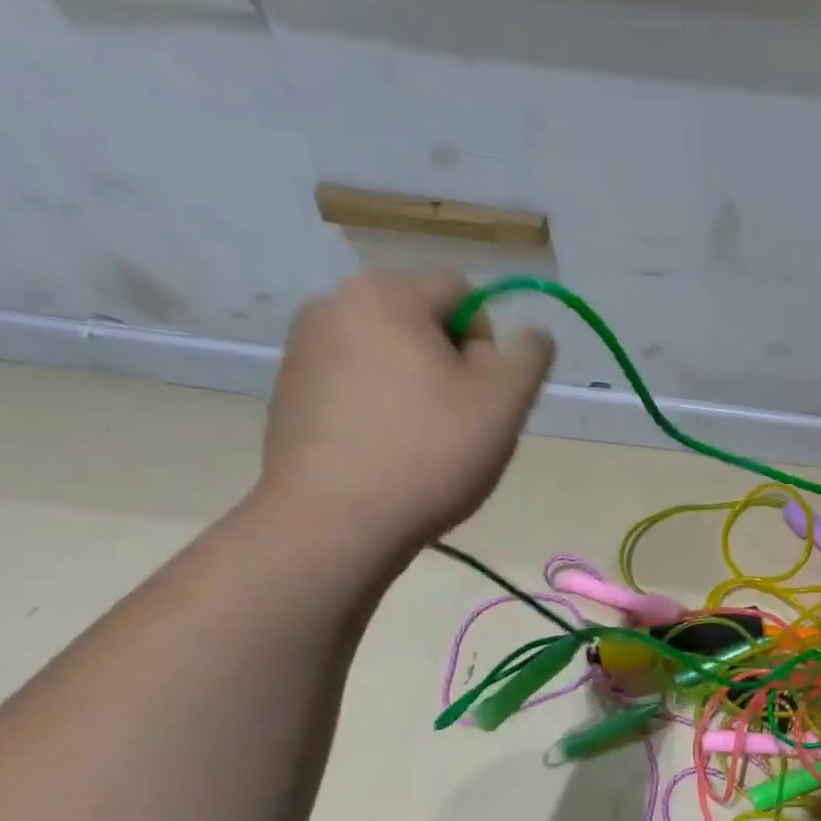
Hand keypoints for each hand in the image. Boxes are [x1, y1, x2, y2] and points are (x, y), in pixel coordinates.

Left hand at [259, 271, 554, 556]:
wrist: (332, 526)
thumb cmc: (427, 454)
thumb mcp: (504, 402)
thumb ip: (530, 354)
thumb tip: (530, 334)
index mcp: (386, 294)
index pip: (464, 295)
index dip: (489, 346)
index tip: (482, 398)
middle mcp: (334, 305)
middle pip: (425, 324)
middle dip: (452, 368)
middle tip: (459, 426)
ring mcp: (303, 350)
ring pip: (392, 357)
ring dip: (419, 389)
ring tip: (421, 446)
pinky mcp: (290, 393)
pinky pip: (358, 385)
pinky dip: (381, 409)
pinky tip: (385, 454)